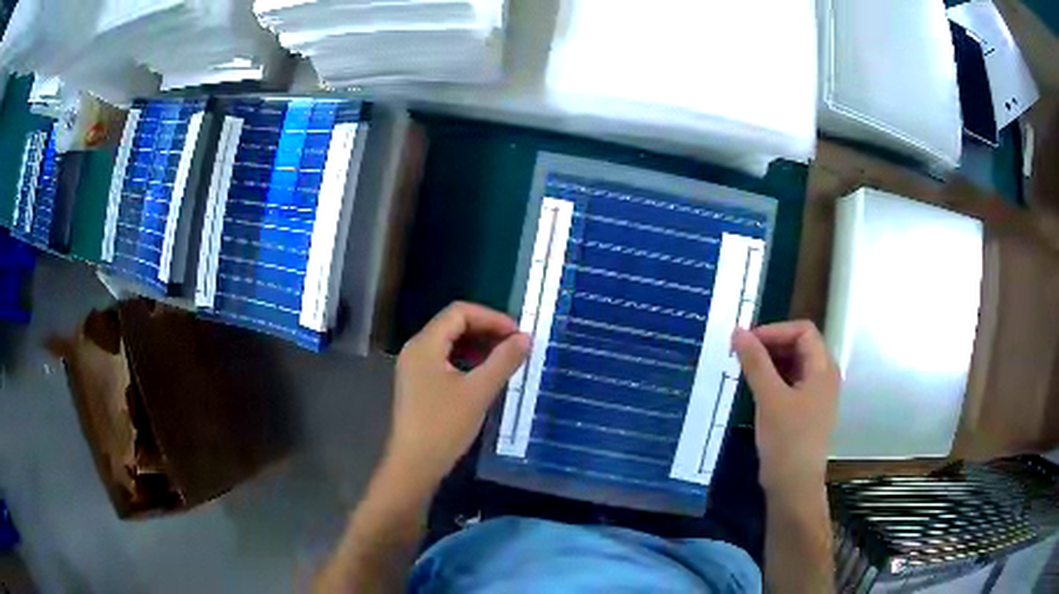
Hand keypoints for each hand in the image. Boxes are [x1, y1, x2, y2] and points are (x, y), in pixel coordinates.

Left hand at [387, 302, 529, 489]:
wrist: (415, 464)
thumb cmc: (444, 426)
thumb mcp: (478, 391)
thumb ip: (504, 361)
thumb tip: (526, 337)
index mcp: (425, 344)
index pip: (459, 312)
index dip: (491, 318)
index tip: (518, 334)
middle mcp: (416, 349)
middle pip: (453, 325)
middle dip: (486, 330)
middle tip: (515, 346)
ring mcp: (414, 368)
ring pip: (449, 344)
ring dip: (478, 346)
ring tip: (505, 359)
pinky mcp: (418, 385)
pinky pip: (444, 361)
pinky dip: (466, 361)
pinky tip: (484, 376)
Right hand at [732, 321, 839, 494]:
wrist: (794, 485)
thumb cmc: (787, 439)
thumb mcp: (769, 398)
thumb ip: (755, 362)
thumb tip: (737, 331)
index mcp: (823, 368)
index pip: (803, 330)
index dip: (775, 330)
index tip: (747, 341)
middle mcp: (824, 376)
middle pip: (800, 345)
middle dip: (771, 345)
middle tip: (741, 354)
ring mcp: (816, 395)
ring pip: (794, 365)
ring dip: (770, 362)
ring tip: (744, 370)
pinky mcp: (806, 410)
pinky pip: (791, 383)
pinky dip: (773, 379)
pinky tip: (755, 388)